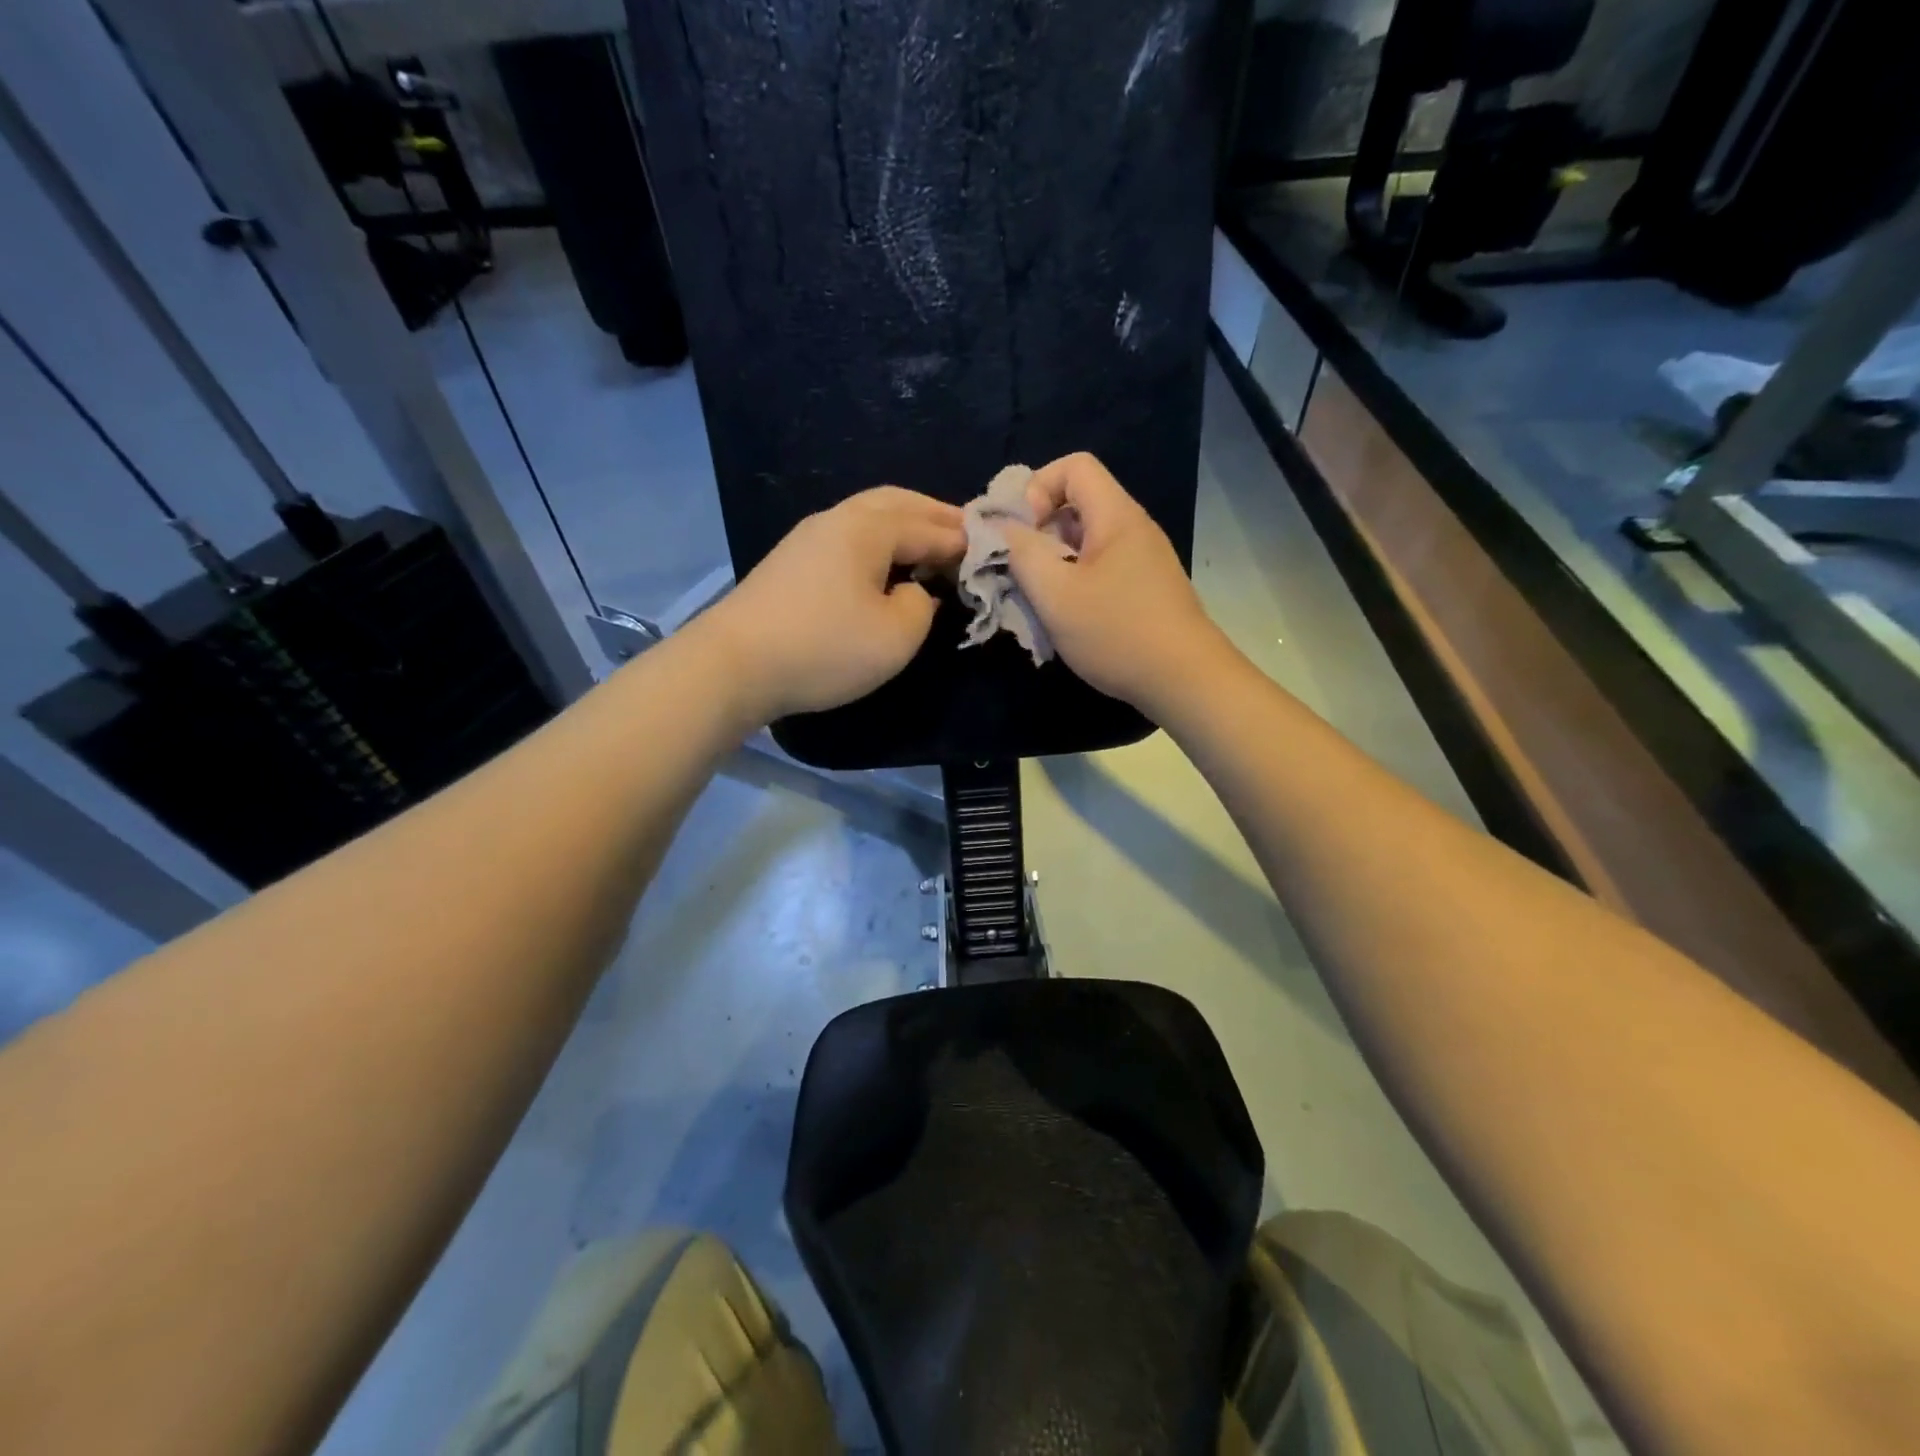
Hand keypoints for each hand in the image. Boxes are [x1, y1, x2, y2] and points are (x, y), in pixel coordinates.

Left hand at [698, 486, 964, 721]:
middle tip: (965, 535)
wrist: (734, 665)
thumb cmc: (824, 648)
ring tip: (930, 548)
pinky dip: (879, 542)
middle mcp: (838, 519)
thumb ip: (921, 605)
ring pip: (869, 516)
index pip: (930, 526)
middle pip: (897, 502)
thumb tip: (914, 591)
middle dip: (934, 516)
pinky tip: (884, 567)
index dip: (963, 541)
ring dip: (904, 526)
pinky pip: (848, 537)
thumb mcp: (896, 636)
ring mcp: (808, 537)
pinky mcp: (791, 561)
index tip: (991, 552)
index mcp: (868, 528)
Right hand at [1003, 453, 1229, 715]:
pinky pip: (1099, 568)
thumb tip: (1003, 529)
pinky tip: (1065, 616)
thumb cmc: (1117, 633)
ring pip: (1085, 541)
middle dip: (1039, 530)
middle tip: (1019, 569)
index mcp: (1116, 516)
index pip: (1074, 466)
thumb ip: (1022, 554)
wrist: (1185, 681)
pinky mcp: (1144, 588)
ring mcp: (1142, 560)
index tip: (1021, 532)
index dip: (1037, 487)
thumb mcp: (1056, 594)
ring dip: (1053, 562)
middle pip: (1078, 503)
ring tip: (1037, 597)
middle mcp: (1132, 528)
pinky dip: (1074, 582)